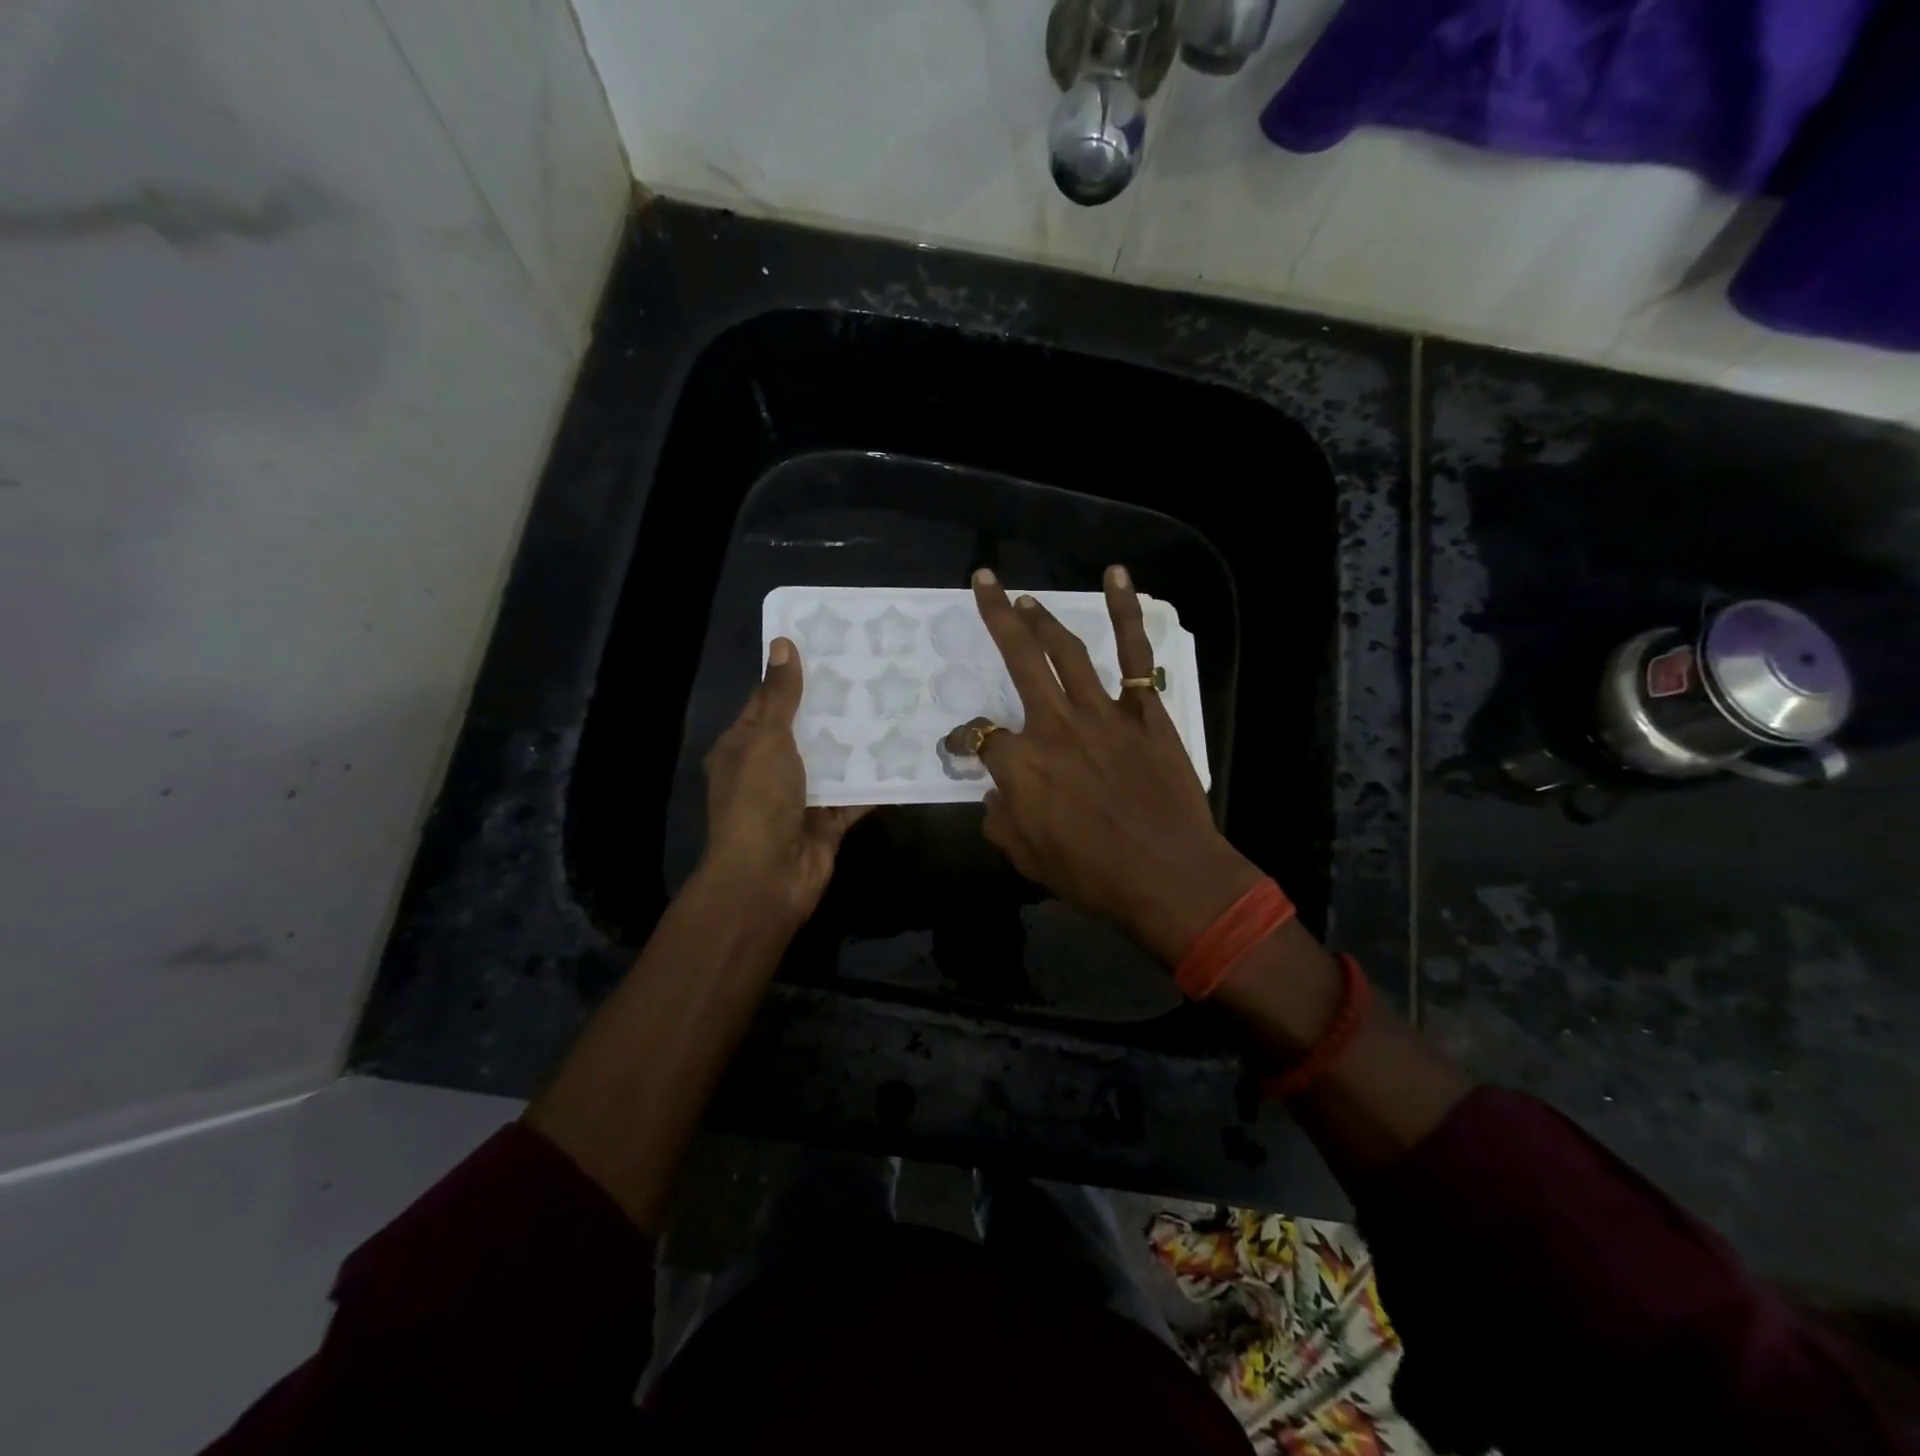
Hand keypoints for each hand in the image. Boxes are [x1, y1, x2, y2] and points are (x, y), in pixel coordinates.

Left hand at [703, 637, 869, 923]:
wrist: (768, 878)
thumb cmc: (758, 802)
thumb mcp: (766, 740)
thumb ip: (780, 696)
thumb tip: (783, 643)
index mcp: (743, 747)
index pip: (768, 702)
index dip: (794, 675)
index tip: (829, 647)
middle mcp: (770, 769)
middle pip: (806, 729)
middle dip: (834, 705)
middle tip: (873, 669)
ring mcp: (801, 796)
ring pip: (834, 760)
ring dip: (858, 740)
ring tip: (895, 702)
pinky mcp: (828, 820)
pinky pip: (856, 794)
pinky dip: (876, 779)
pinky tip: (905, 753)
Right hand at [957, 566, 1262, 965]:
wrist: (1169, 876)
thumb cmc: (1093, 875)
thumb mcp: (1027, 858)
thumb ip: (1002, 821)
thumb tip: (995, 797)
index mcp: (1020, 765)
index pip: (979, 737)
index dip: (964, 741)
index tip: (962, 748)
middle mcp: (1054, 725)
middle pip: (1018, 659)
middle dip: (995, 616)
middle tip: (984, 582)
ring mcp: (1102, 712)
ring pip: (1067, 651)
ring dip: (1044, 619)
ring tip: (1026, 599)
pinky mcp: (1145, 711)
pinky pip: (1136, 655)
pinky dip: (1127, 613)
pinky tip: (1117, 577)